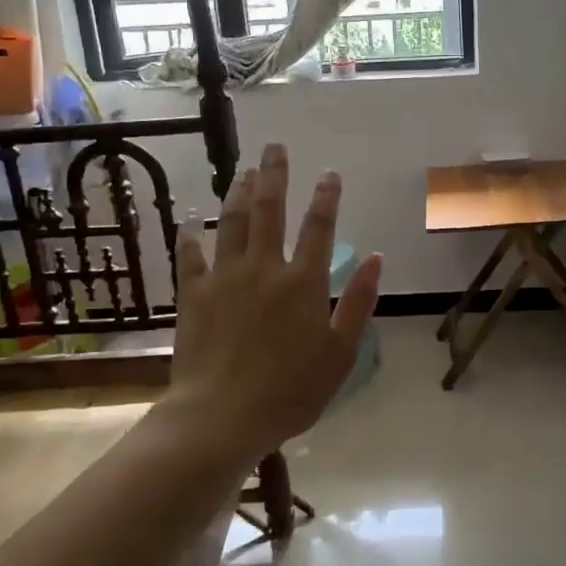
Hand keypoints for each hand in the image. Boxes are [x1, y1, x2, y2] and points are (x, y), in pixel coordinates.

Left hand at [170, 143, 382, 459]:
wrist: (222, 417)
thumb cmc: (291, 391)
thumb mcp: (340, 353)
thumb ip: (359, 302)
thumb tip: (375, 257)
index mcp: (304, 282)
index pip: (319, 227)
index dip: (326, 196)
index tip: (330, 173)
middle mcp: (265, 268)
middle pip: (270, 210)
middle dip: (275, 175)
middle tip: (275, 148)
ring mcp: (225, 278)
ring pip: (232, 223)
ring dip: (239, 193)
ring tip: (243, 171)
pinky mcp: (193, 295)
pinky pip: (190, 256)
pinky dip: (190, 236)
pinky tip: (190, 221)